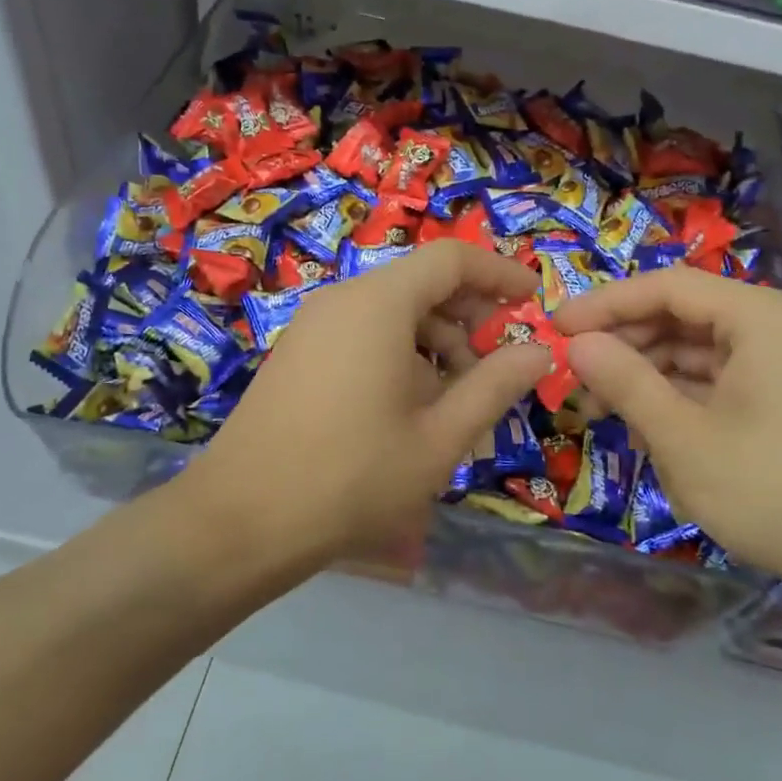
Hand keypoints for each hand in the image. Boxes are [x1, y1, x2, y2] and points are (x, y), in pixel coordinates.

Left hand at [181, 240, 551, 564]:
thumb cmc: (352, 478)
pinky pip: (361, 333)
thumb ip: (495, 386)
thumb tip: (540, 352)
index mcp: (378, 304)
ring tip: (456, 399)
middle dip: (469, 315)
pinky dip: (399, 354)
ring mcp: (312, 326)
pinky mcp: (297, 354)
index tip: (533, 301)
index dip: (499, 273)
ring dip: (435, 341)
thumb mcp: (439, 438)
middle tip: (499, 362)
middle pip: (420, 283)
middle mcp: (342, 300)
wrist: (241, 521)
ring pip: (391, 312)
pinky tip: (409, 407)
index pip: (451, 259)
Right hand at [553, 267, 781, 599]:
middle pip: (682, 314)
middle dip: (624, 344)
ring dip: (646, 374)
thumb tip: (576, 344)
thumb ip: (625, 382)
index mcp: (762, 317)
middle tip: (574, 377)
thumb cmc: (773, 492)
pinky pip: (719, 377)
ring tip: (599, 409)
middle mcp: (777, 324)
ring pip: (697, 349)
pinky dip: (678, 395)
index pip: (667, 286)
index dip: (605, 304)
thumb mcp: (683, 438)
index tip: (554, 328)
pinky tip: (644, 425)